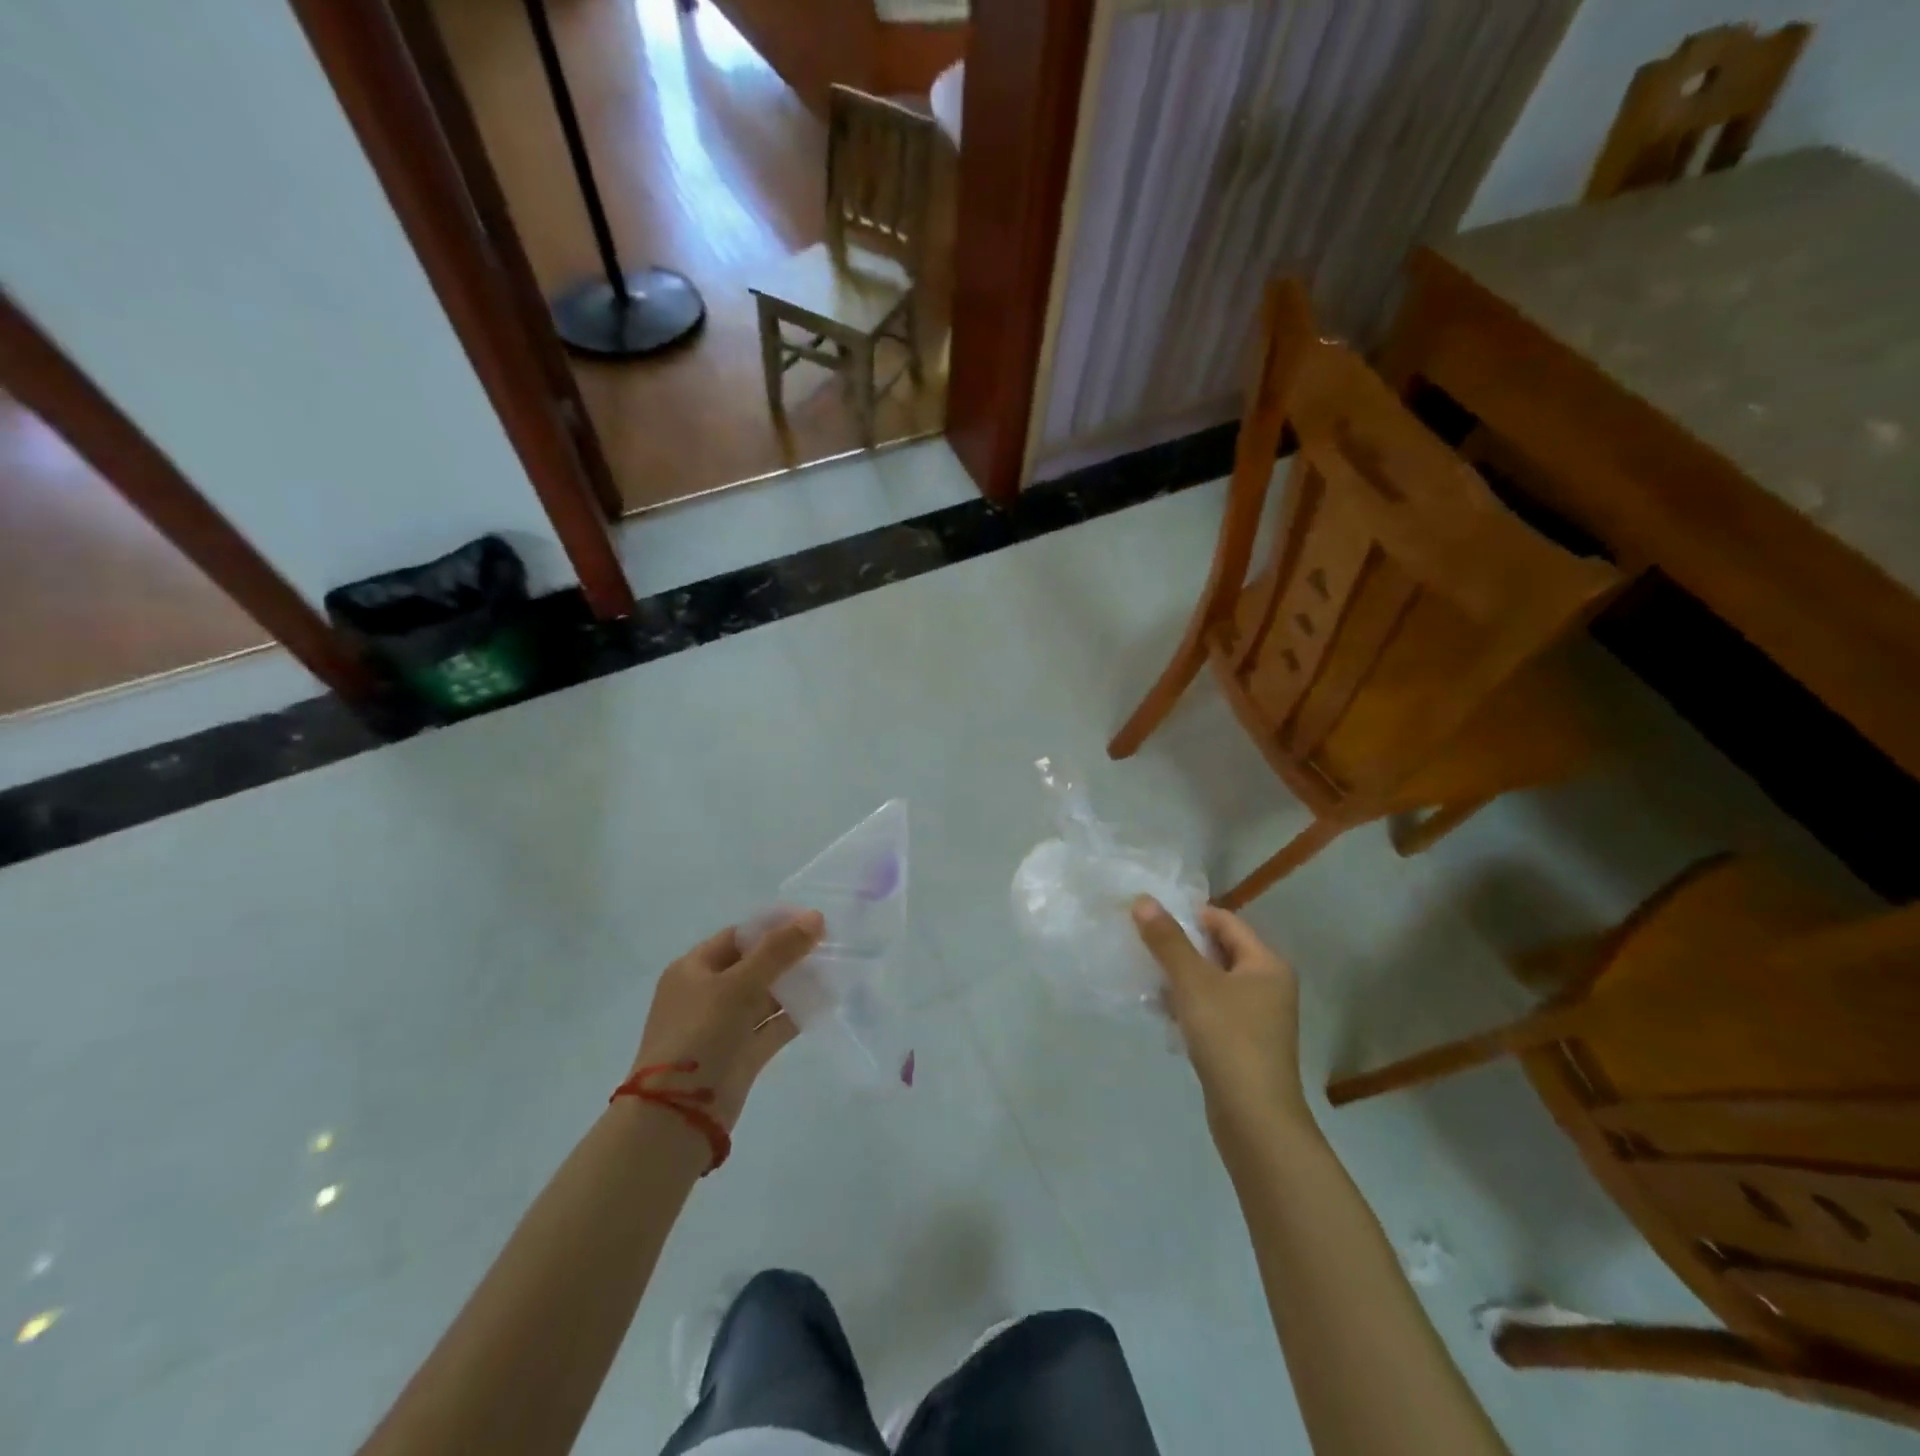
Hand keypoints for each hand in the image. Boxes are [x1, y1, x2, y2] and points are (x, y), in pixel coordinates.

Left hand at [632, 911, 823, 1130]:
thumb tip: (815, 917)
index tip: (812, 921)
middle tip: (829, 945)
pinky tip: (825, 1003)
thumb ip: (778, 950)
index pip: (739, 936)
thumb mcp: (738, 985)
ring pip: (766, 996)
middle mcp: (707, 994)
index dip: (774, 926)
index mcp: (693, 969)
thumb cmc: (699, 1035)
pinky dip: (796, 1014)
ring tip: (834, 971)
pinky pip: (773, 1025)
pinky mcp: (742, 1054)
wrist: (678, 1115)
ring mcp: (725, 1026)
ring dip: (796, 985)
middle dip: (789, 955)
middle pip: (755, 965)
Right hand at [1132, 897, 1310, 1142]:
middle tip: (1142, 943)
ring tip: (1145, 976)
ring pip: (1212, 983)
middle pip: (1218, 951)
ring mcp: (1258, 1018)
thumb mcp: (1193, 983)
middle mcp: (1268, 986)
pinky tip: (1161, 1012)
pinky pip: (1212, 1011)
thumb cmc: (1229, 1038)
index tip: (1150, 917)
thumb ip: (1167, 940)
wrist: (1254, 1119)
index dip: (1188, 915)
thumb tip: (1143, 900)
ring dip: (1180, 978)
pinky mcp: (1243, 1044)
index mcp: (1266, 964)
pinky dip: (1188, 1006)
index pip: (1225, 922)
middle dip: (1180, 947)